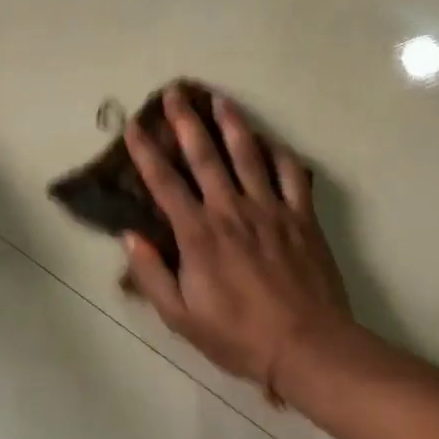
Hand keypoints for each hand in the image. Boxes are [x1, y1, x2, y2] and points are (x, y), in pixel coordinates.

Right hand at [121, 87, 352, 403]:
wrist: (307, 346)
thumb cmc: (238, 335)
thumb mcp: (180, 316)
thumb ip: (152, 274)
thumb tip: (130, 236)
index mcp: (198, 233)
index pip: (164, 182)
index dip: (146, 151)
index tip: (134, 125)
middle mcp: (231, 210)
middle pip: (205, 155)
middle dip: (186, 121)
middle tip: (175, 93)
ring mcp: (270, 209)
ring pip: (248, 154)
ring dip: (232, 123)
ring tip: (220, 99)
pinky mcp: (302, 217)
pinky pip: (291, 174)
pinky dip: (280, 153)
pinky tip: (271, 141)